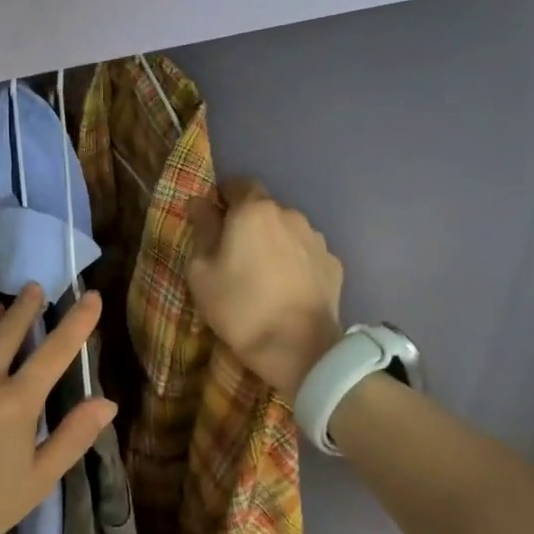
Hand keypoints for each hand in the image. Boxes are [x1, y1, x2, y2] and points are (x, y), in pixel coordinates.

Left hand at [0, 282, 115, 533]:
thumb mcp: (37, 482)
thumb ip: (73, 438)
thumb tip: (108, 402)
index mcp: (17, 402)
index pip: (55, 351)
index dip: (77, 321)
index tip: (91, 296)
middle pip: (11, 329)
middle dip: (28, 307)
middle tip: (35, 291)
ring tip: (1, 306)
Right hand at [186, 178, 344, 403]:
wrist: (299, 349)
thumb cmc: (239, 306)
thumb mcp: (201, 271)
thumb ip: (202, 230)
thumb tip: (200, 202)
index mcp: (254, 211)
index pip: (238, 184)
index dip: (223, 197)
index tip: (212, 219)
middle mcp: (289, 215)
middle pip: (264, 209)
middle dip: (248, 223)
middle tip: (233, 253)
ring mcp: (316, 239)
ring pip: (286, 231)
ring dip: (273, 242)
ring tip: (262, 274)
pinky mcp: (333, 265)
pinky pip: (305, 254)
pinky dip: (294, 263)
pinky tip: (285, 289)